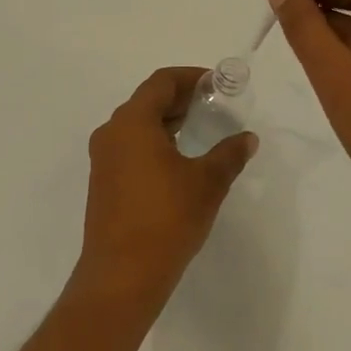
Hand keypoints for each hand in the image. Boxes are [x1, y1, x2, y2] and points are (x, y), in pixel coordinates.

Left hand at [75, 67, 257, 306]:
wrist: (122, 274)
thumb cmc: (166, 218)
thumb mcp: (207, 183)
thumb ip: (229, 154)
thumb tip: (246, 138)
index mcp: (132, 122)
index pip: (161, 82)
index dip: (190, 77)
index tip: (216, 83)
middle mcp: (111, 133)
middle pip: (146, 101)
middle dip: (180, 99)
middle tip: (213, 105)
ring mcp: (103, 159)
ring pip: (136, 126)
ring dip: (167, 122)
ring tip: (200, 130)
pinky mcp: (103, 182)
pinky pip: (130, 148)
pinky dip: (154, 143)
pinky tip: (178, 161)